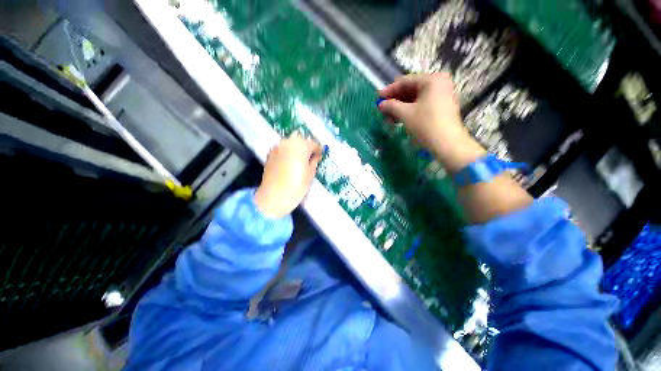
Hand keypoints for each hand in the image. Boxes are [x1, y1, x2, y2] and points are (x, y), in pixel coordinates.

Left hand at [255, 133, 322, 217]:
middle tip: (310, 158)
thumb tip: (314, 156)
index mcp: (301, 146)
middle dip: (307, 148)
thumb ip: (314, 161)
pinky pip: (283, 149)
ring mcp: (277, 147)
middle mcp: (288, 142)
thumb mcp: (310, 174)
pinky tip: (289, 163)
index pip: (314, 144)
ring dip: (296, 149)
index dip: (319, 150)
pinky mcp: (270, 153)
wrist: (274, 197)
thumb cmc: (296, 186)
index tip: (320, 157)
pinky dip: (287, 152)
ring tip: (299, 160)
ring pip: (291, 143)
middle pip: (301, 140)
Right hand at [378, 73, 485, 172]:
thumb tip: (381, 104)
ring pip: (415, 99)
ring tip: (388, 117)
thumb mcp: (405, 114)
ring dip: (400, 107)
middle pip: (410, 90)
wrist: (446, 143)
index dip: (389, 90)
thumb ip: (391, 106)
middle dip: (395, 100)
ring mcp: (441, 96)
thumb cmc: (425, 124)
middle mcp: (438, 84)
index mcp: (432, 80)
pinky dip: (409, 111)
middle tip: (382, 108)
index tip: (378, 97)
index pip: (405, 81)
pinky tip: (398, 119)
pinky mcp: (441, 107)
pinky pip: (421, 105)